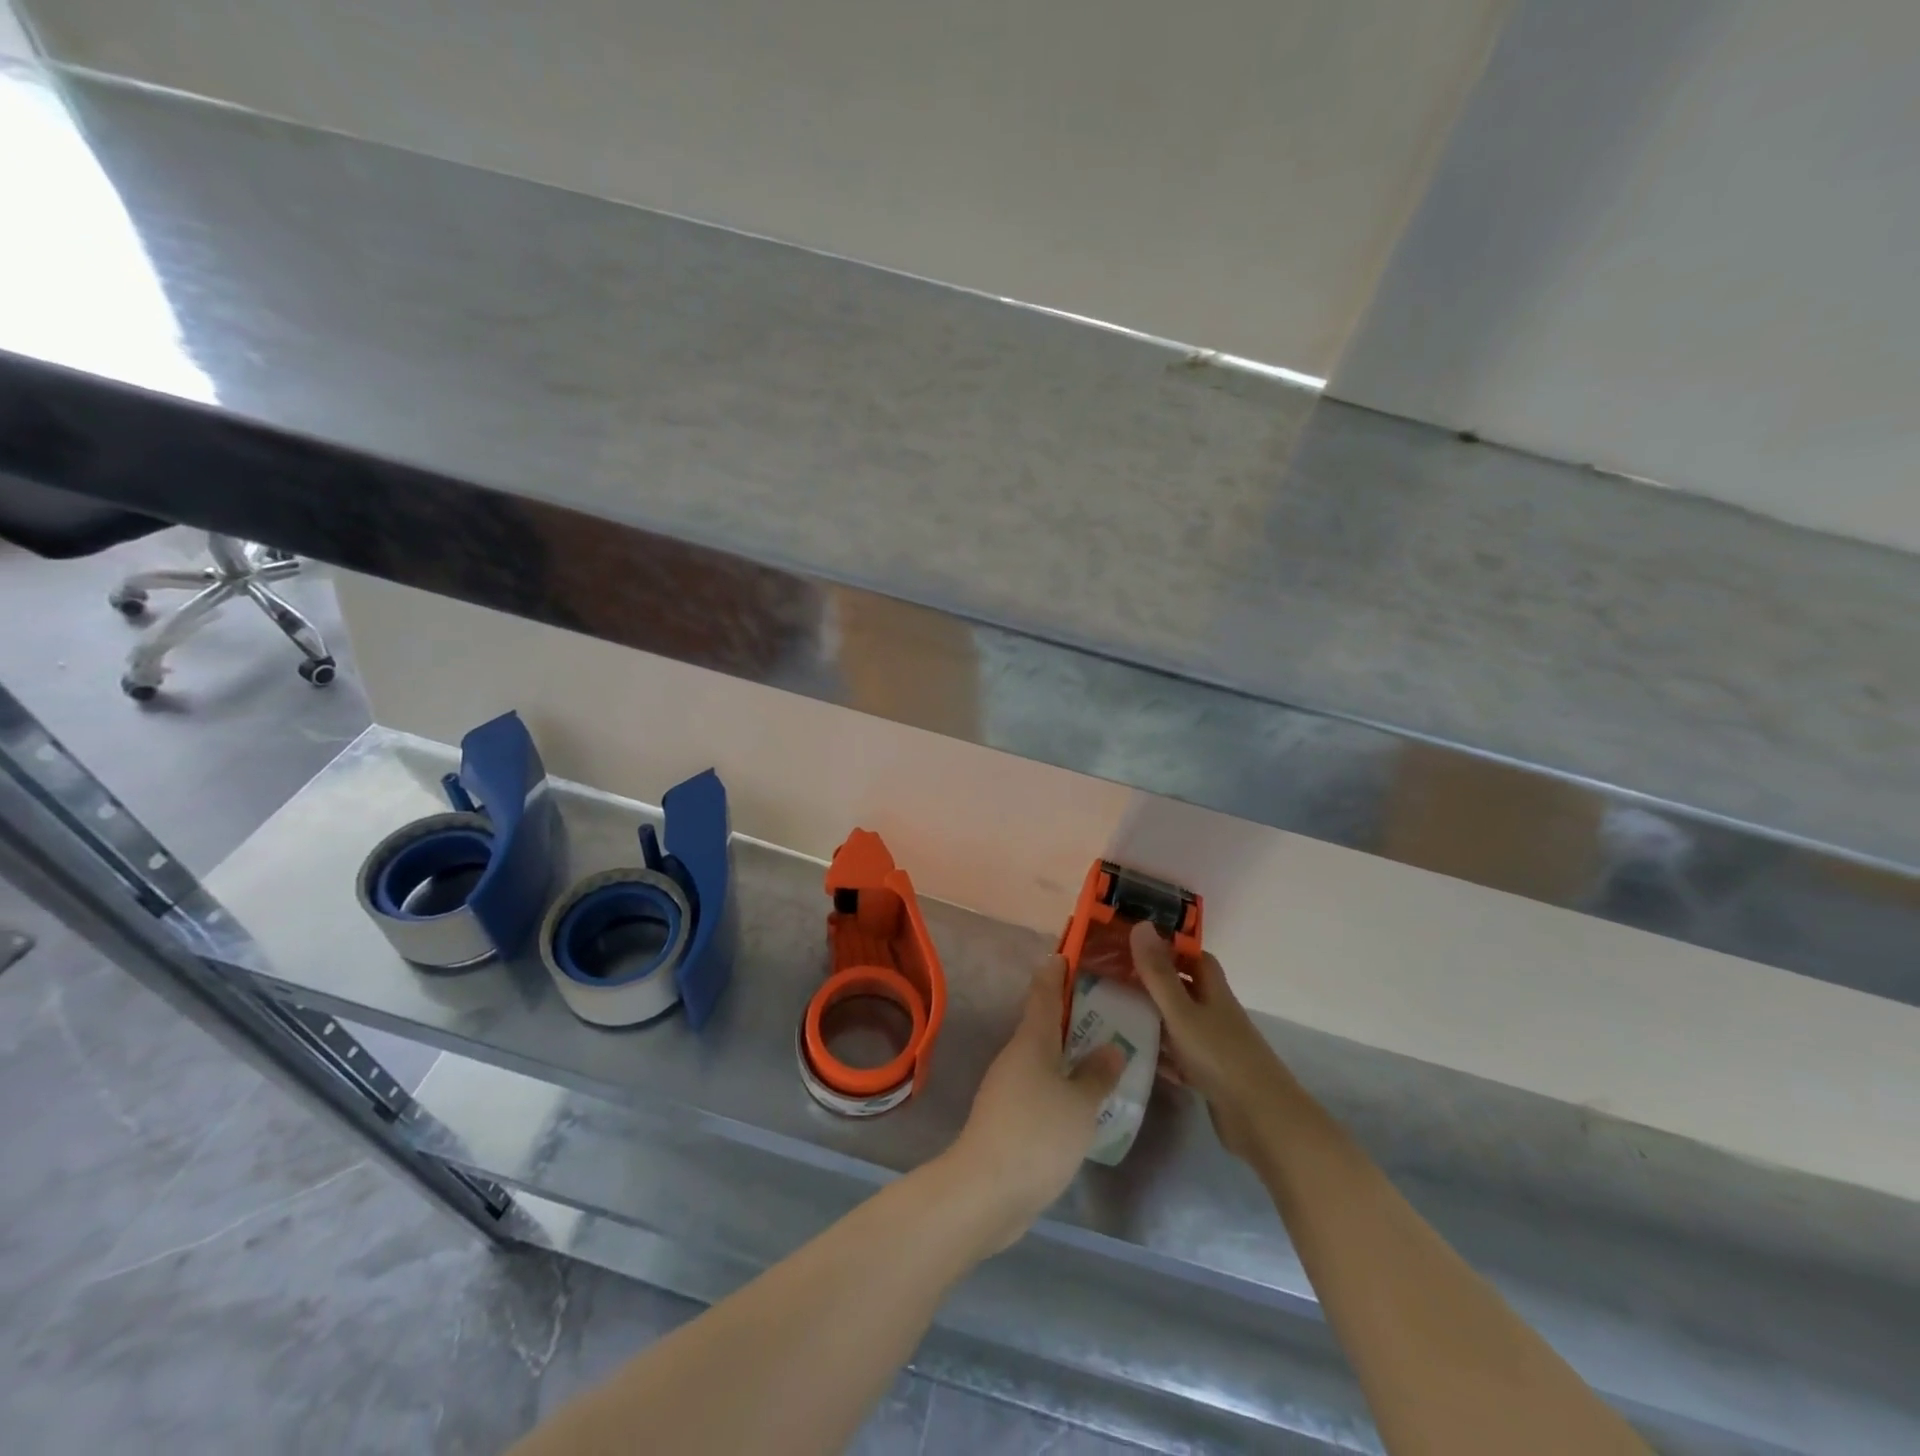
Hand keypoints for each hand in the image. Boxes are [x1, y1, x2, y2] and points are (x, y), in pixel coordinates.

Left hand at [947, 955, 1124, 1251]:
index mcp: (1032, 1041)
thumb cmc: (1037, 1135)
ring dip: (1068, 1053)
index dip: (1055, 972)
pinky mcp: (1007, 1117)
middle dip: (1070, 1014)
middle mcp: (1016, 1056)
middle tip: (1106, 1008)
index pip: (1043, 993)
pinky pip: (1040, 1087)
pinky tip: (1083, 1101)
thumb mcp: (1080, 1105)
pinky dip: (1061, 1084)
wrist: (986, 1190)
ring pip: (1043, 1058)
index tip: (1066, 953)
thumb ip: (1097, 1076)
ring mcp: (1007, 1087)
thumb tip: (1110, 1049)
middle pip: (1043, 1025)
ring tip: (1103, 1054)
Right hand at [1129, 920, 1292, 1163]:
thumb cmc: (1221, 1057)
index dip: (1170, 948)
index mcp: (1214, 993)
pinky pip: (1179, 1057)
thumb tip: (1141, 924)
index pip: (1195, 958)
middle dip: (1153, 983)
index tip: (1135, 944)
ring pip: (1179, 1025)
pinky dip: (1160, 1054)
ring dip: (1153, 1019)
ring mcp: (1215, 1047)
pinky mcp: (1210, 1077)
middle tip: (1113, 979)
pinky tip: (1133, 1056)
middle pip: (1184, 990)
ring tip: (1113, 1013)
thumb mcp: (1182, 1012)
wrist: (1263, 1121)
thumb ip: (1159, 973)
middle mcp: (1216, 1015)